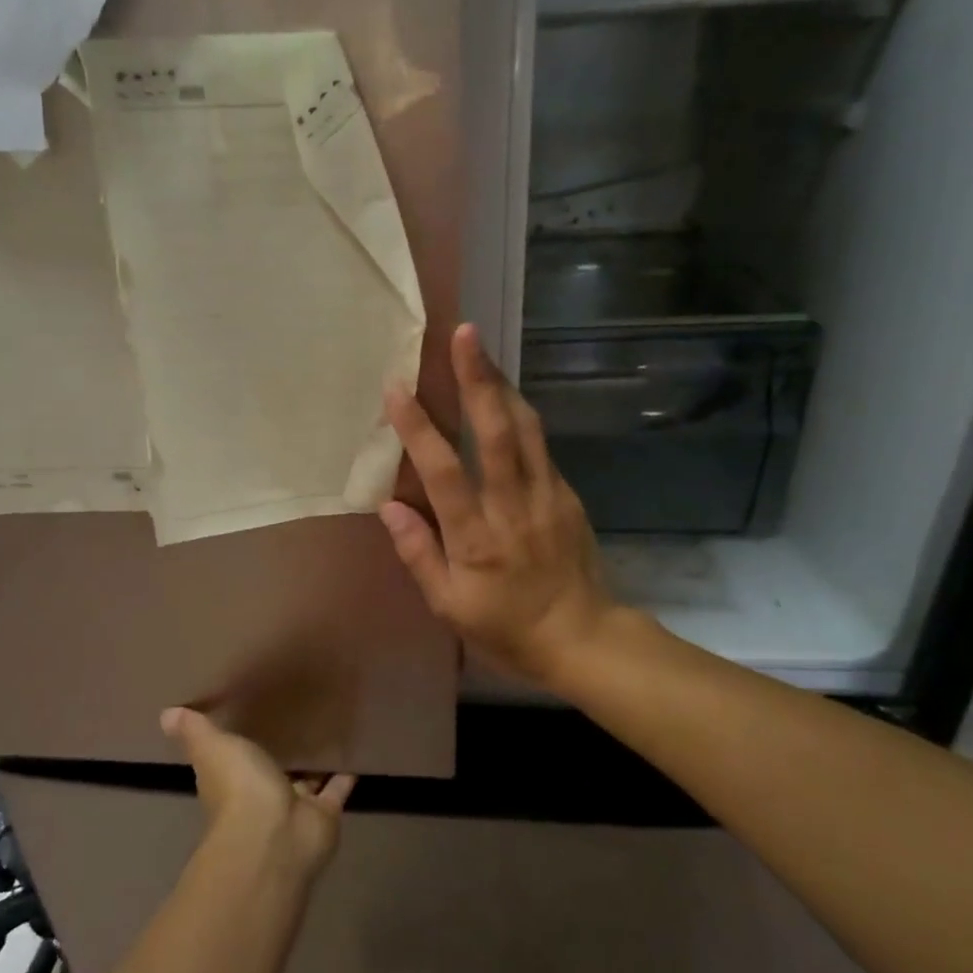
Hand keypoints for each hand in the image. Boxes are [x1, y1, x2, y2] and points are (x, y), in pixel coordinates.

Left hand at [161, 707, 353, 873]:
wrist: (274, 837)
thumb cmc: (239, 789)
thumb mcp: (213, 748)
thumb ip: (196, 731)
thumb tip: (166, 714)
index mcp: (230, 779)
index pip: (234, 758)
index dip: (240, 741)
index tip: (253, 714)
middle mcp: (260, 795)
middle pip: (271, 770)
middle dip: (280, 753)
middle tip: (298, 717)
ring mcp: (293, 808)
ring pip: (305, 781)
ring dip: (313, 764)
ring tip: (329, 729)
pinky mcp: (324, 814)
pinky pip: (336, 790)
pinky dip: (345, 775)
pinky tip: (356, 751)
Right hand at [380, 323, 617, 688]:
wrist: (583, 637)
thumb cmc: (507, 627)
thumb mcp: (450, 606)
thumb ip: (419, 554)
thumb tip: (389, 507)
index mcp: (477, 538)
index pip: (444, 471)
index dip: (419, 428)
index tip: (397, 389)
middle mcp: (513, 506)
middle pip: (496, 432)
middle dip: (478, 379)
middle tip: (463, 334)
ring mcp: (547, 496)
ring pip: (526, 428)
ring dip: (502, 385)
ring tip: (481, 351)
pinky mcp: (567, 495)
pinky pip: (540, 445)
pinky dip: (520, 414)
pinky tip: (505, 398)